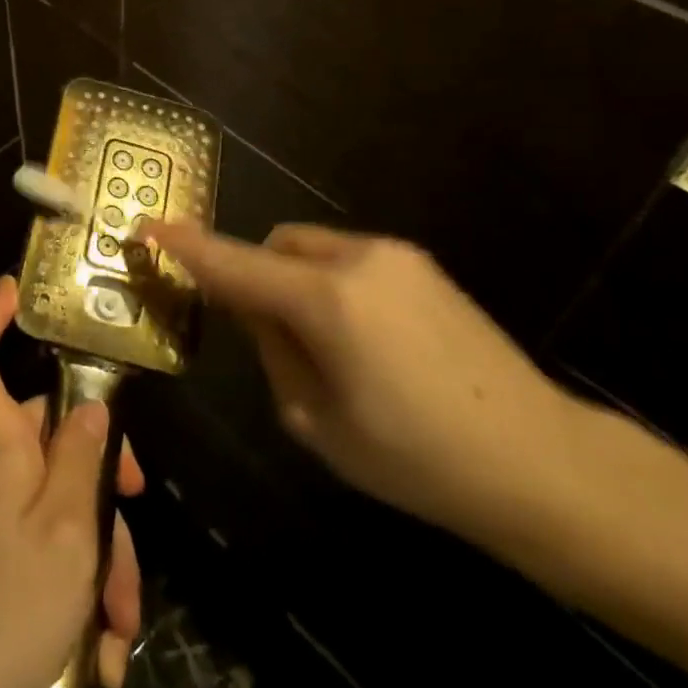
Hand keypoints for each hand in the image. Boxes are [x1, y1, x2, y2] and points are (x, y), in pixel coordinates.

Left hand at [0, 277, 142, 687]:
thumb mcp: (65, 533)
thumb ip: (82, 460)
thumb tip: (91, 404)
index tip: (18, 290)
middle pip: (51, 440)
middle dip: (103, 483)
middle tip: (137, 520)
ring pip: (62, 506)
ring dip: (100, 561)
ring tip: (118, 629)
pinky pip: (47, 555)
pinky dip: (78, 595)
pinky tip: (98, 654)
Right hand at [146, 220, 585, 542]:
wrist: (540, 460)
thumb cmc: (416, 459)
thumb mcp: (317, 420)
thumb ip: (271, 350)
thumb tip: (252, 308)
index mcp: (325, 302)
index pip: (233, 264)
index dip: (184, 246)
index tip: (146, 227)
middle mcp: (357, 260)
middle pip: (274, 246)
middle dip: (253, 274)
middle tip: (262, 332)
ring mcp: (395, 256)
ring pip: (311, 249)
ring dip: (293, 279)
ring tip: (323, 344)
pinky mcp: (422, 265)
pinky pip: (349, 259)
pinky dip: (329, 283)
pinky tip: (364, 341)